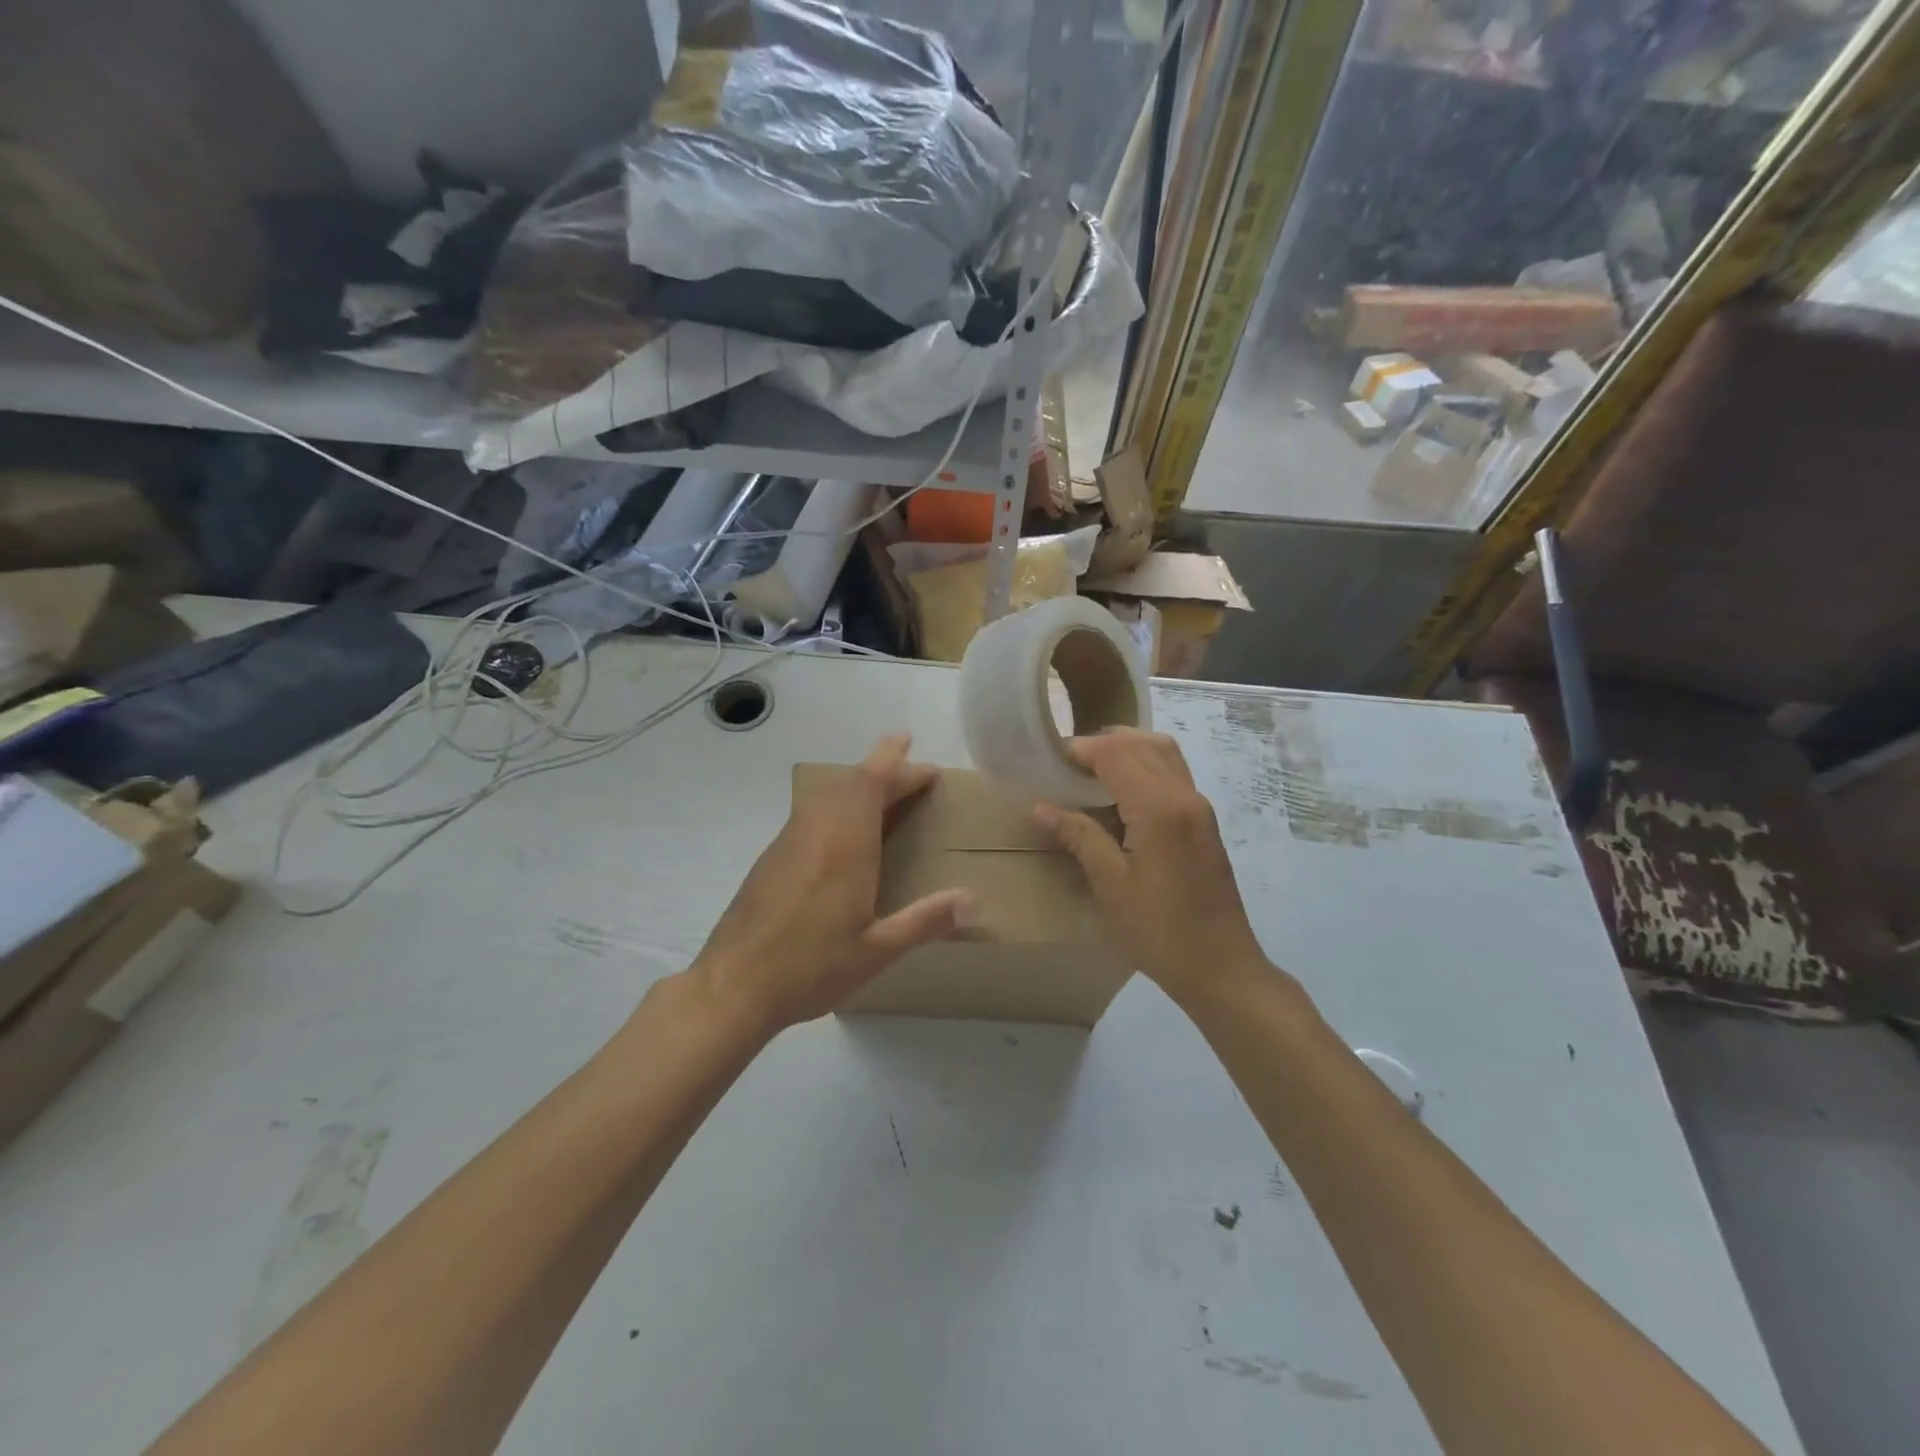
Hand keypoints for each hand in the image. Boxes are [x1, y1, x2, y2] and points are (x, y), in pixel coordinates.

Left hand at [688, 734, 972, 1036]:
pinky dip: (837, 806)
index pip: (871, 782)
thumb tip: (972, 900)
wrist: (732, 986)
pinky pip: (810, 813)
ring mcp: (788, 841)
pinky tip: (844, 833)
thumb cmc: (810, 967)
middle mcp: (815, 830)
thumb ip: (924, 920)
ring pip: (827, 795)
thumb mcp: (876, 951)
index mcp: (845, 844)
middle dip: (882, 768)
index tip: (921, 757)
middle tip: (911, 770)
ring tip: (884, 794)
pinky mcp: (771, 858)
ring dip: (858, 785)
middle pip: (850, 782)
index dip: (896, 763)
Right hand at [1033, 730, 1269, 1005]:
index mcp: (1159, 807)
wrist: (1221, 967)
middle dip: (1103, 744)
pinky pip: (1173, 774)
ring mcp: (1199, 807)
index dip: (1082, 749)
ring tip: (1093, 774)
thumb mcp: (1111, 885)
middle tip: (1069, 766)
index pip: (1116, 753)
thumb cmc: (1159, 930)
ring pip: (1163, 753)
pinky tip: (1120, 796)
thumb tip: (1041, 807)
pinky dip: (1145, 767)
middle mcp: (1184, 795)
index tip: (1052, 761)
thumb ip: (1079, 836)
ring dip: (1128, 751)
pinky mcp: (1204, 823)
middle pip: (1142, 744)